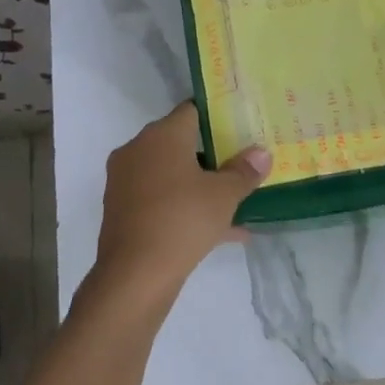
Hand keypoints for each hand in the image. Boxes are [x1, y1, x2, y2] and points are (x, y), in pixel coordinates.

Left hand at [92, 102, 270, 300]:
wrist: (135, 274)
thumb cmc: (183, 220)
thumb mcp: (224, 195)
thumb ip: (244, 171)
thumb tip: (261, 152)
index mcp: (161, 136)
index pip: (191, 110)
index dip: (217, 116)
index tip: (240, 127)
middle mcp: (138, 151)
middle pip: (180, 144)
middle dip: (212, 155)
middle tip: (242, 164)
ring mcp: (126, 182)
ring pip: (171, 176)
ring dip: (200, 186)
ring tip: (236, 202)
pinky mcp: (123, 211)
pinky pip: (161, 201)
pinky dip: (185, 209)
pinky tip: (222, 233)